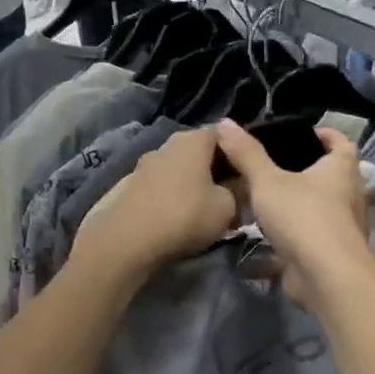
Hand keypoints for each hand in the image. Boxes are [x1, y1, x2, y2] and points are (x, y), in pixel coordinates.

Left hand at [72, 128, 237, 282]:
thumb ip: (239, 191)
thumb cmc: (185, 216)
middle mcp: (167, 144)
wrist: (127, 241)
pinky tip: (176, 214)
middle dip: (214, 168)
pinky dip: (171, 194)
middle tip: (229, 192)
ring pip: (178, 168)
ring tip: (203, 207)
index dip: (237, 151)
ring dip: (191, 182)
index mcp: (193, 140)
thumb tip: (239, 185)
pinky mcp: (129, 185)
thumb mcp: (227, 208)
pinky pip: (161, 184)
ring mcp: (144, 164)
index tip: (247, 173)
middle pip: (198, 150)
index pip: (223, 133)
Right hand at [213, 118, 372, 312]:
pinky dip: (294, 229)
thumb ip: (246, 153)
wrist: (326, 276)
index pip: (340, 142)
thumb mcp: (267, 181)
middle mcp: (350, 194)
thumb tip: (225, 123)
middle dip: (306, 169)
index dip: (323, 135)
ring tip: (265, 195)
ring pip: (321, 205)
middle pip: (331, 174)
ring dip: (298, 201)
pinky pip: (311, 232)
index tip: (300, 134)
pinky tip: (268, 230)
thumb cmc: (303, 216)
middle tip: (272, 164)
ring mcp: (343, 225)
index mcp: (342, 168)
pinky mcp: (331, 251)